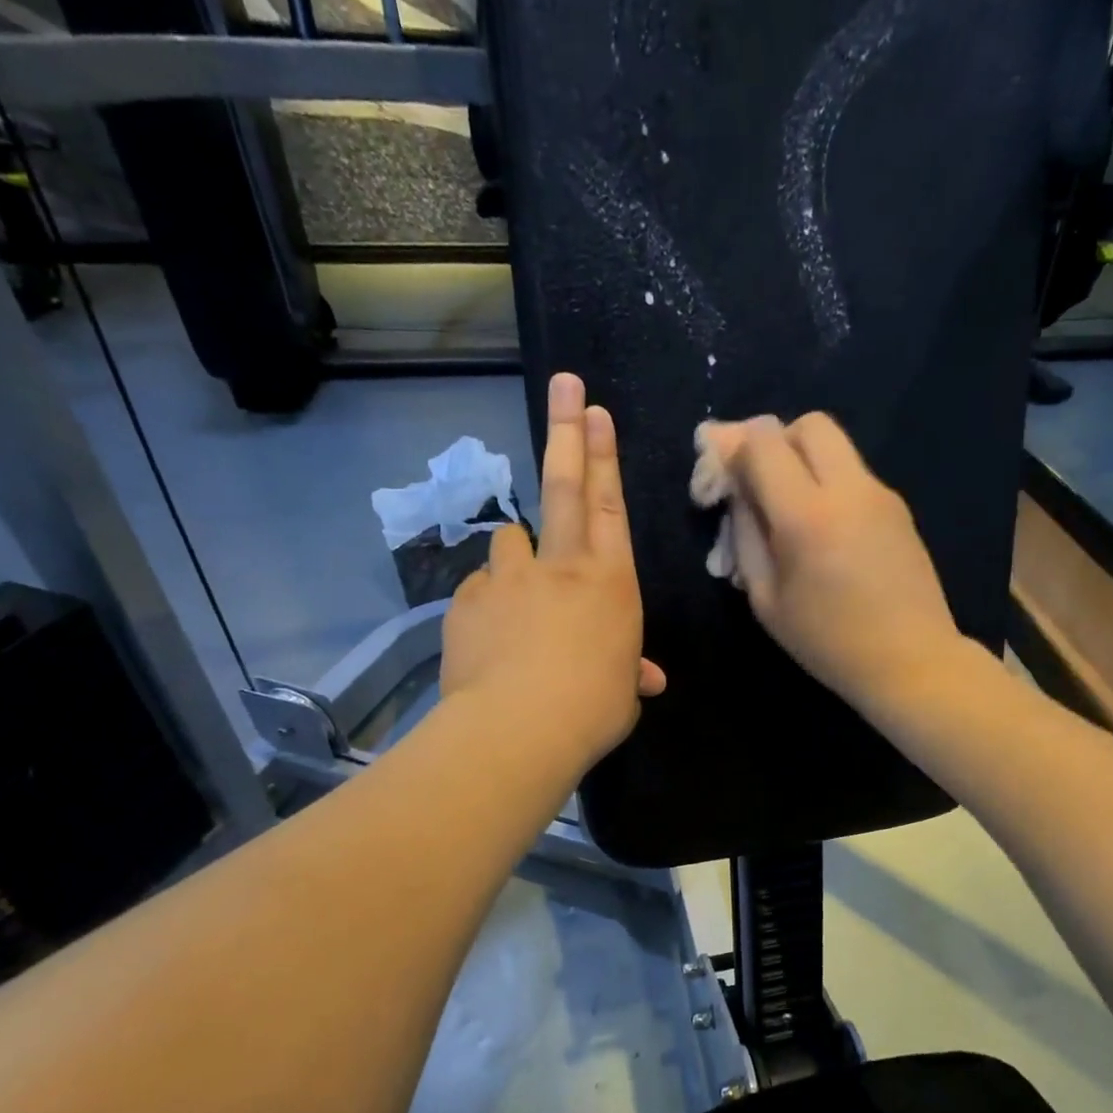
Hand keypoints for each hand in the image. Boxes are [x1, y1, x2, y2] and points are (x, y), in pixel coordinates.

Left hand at [440, 372, 665, 765]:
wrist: (519, 728)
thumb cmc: (593, 708)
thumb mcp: (622, 692)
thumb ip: (628, 671)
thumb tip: (644, 678)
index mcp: (610, 581)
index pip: (609, 504)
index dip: (604, 455)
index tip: (596, 411)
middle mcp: (560, 565)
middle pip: (564, 484)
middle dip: (567, 430)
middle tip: (565, 384)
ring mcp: (509, 578)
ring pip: (511, 539)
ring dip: (518, 552)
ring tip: (521, 588)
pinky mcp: (468, 601)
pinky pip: (481, 589)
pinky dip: (489, 603)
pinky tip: (492, 638)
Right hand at [703, 412, 971, 713]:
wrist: (911, 660)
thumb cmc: (828, 642)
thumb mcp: (766, 599)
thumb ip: (746, 536)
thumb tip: (738, 493)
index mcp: (808, 516)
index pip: (762, 443)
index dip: (731, 447)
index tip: (720, 475)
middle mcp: (849, 490)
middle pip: (807, 424)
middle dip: (774, 442)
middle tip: (759, 482)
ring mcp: (881, 494)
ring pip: (836, 445)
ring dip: (803, 460)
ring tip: (789, 508)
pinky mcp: (899, 507)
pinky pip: (854, 473)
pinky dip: (829, 482)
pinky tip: (824, 529)